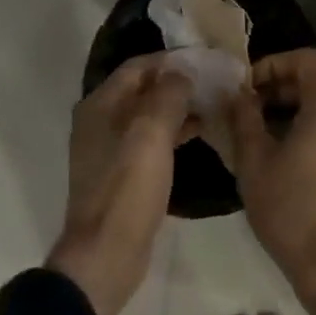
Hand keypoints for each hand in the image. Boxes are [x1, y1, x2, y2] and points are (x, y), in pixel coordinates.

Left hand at [47, 53, 190, 314]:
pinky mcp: (122, 173)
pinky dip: (173, 131)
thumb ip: (167, 96)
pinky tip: (200, 133)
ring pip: (148, 115)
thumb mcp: (151, 135)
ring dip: (178, 107)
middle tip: (215, 81)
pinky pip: (150, 140)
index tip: (206, 59)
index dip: (171, 60)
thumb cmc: (127, 189)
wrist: (106, 255)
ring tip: (215, 103)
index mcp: (100, 105)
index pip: (138, 66)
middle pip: (142, 89)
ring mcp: (110, 149)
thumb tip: (181, 71)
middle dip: (177, 82)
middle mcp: (100, 121)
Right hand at [228, 49, 315, 314]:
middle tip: (248, 107)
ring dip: (294, 105)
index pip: (304, 59)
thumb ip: (244, 116)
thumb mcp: (254, 158)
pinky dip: (311, 122)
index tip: (246, 87)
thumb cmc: (289, 207)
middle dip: (280, 86)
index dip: (272, 64)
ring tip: (260, 128)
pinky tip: (282, 147)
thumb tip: (239, 94)